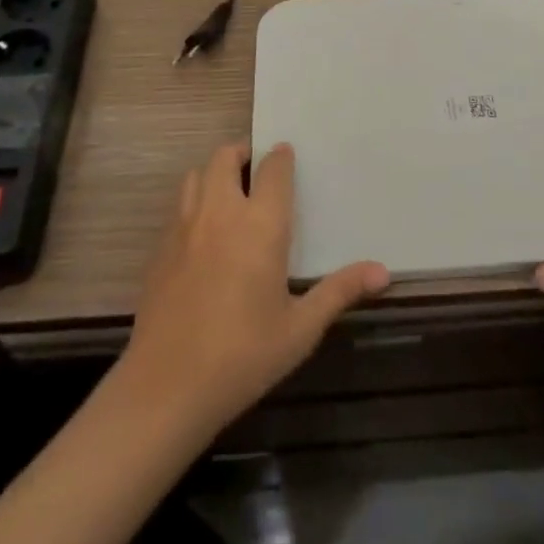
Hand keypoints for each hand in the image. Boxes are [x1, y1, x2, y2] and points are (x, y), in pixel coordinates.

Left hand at [117, 141, 389, 436]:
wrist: (165, 389)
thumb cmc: (242, 356)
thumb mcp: (300, 330)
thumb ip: (339, 292)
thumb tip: (384, 271)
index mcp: (260, 224)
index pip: (273, 168)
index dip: (282, 157)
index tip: (289, 158)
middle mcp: (221, 213)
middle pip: (226, 156)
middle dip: (243, 154)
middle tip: (257, 171)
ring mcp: (185, 228)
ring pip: (197, 175)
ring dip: (215, 174)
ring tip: (230, 195)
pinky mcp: (160, 249)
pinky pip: (179, 207)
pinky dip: (194, 204)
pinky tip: (204, 236)